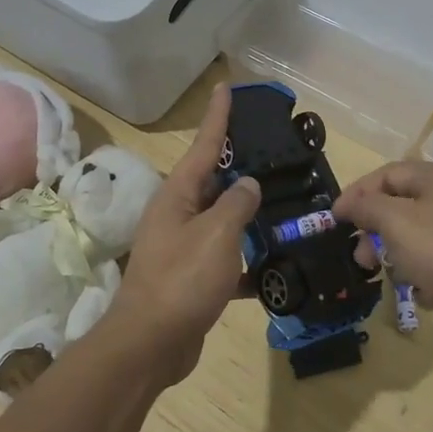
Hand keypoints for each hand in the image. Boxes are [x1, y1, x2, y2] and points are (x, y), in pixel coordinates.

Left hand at [105, 84, 260, 383]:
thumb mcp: (217, 234)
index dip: (217, 116)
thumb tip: (248, 185)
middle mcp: (176, 214)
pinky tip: (273, 267)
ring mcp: (182, 247)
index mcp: (177, 195)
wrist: (149, 345)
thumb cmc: (183, 280)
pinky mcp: (190, 277)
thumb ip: (237, 204)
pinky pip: (223, 257)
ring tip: (282, 203)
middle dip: (239, 166)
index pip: (203, 145)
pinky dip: (244, 260)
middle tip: (271, 151)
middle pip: (212, 181)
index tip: (224, 86)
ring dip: (246, 215)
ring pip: (221, 220)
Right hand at [334, 160, 432, 351]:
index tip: (334, 220)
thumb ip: (367, 207)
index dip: (357, 193)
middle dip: (376, 231)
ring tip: (391, 278)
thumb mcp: (396, 223)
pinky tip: (424, 293)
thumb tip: (349, 203)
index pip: (388, 174)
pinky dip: (424, 274)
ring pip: (417, 236)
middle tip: (361, 257)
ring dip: (397, 256)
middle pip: (402, 205)